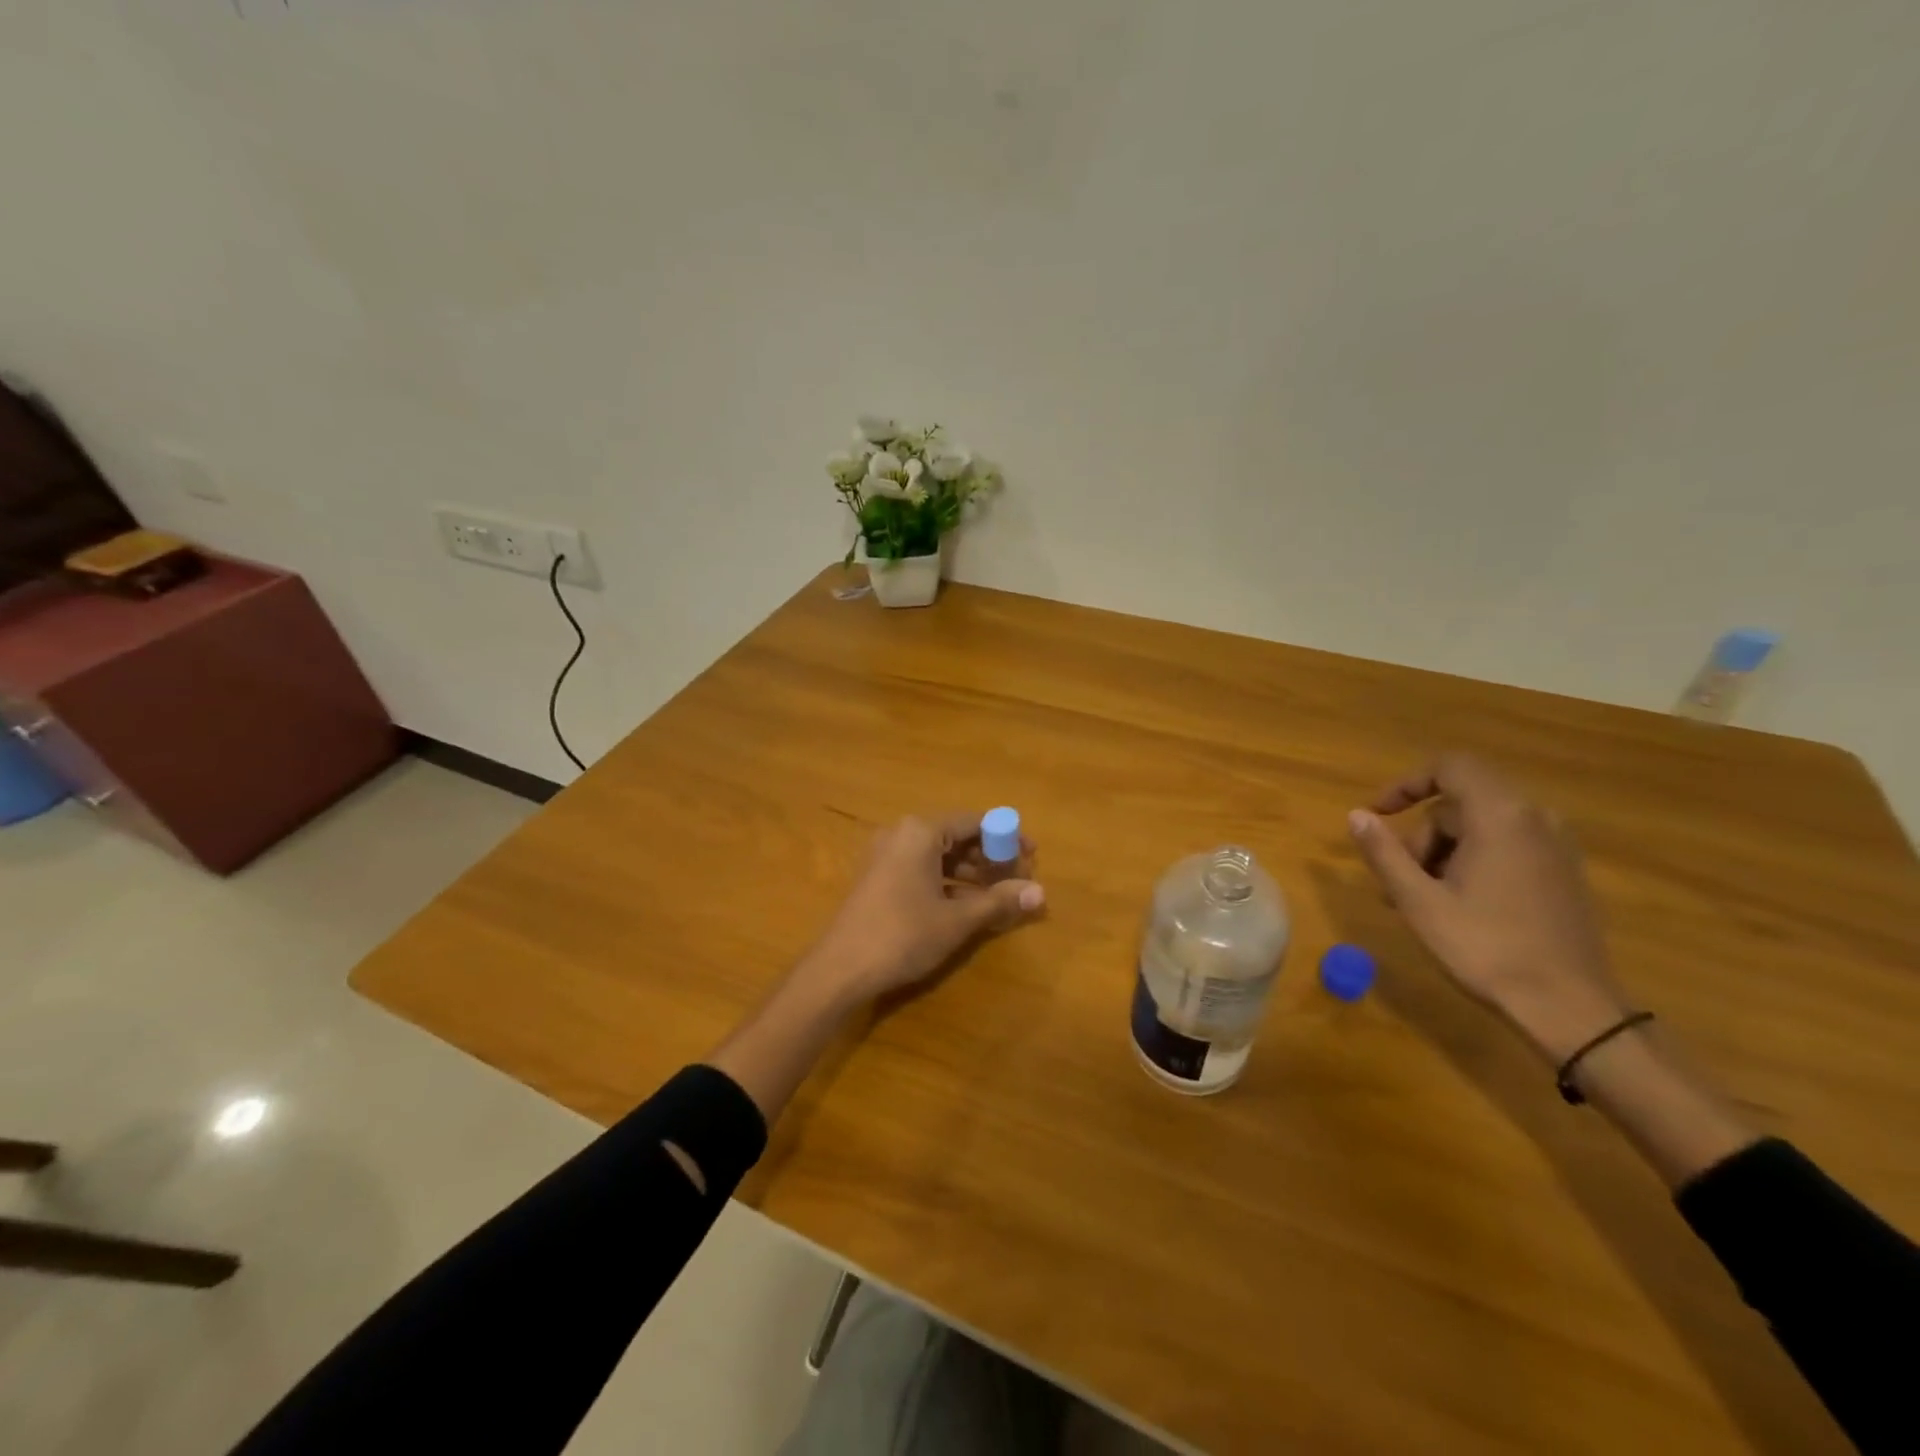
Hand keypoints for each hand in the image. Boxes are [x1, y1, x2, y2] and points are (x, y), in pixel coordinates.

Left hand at [797, 812, 1044, 1007]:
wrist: (840, 969)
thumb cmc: (903, 935)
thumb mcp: (957, 920)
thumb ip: (999, 901)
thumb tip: (1041, 892)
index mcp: (921, 832)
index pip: (974, 822)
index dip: (1007, 838)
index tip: (1032, 856)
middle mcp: (902, 834)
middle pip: (957, 837)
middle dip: (991, 859)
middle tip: (1020, 882)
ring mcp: (887, 856)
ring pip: (940, 856)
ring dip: (972, 874)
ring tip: (1001, 898)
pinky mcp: (879, 878)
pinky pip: (923, 870)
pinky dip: (948, 884)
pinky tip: (969, 908)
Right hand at [1347, 754, 1630, 1062]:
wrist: (1569, 1008)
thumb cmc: (1485, 948)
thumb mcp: (1418, 901)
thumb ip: (1384, 852)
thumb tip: (1356, 816)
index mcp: (1500, 816)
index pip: (1450, 767)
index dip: (1406, 783)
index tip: (1377, 814)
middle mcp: (1534, 819)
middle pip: (1459, 804)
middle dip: (1421, 835)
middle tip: (1398, 882)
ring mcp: (1556, 846)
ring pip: (1480, 828)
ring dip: (1442, 853)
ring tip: (1422, 902)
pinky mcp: (1564, 872)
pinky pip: (1506, 846)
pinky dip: (1472, 862)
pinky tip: (1458, 905)